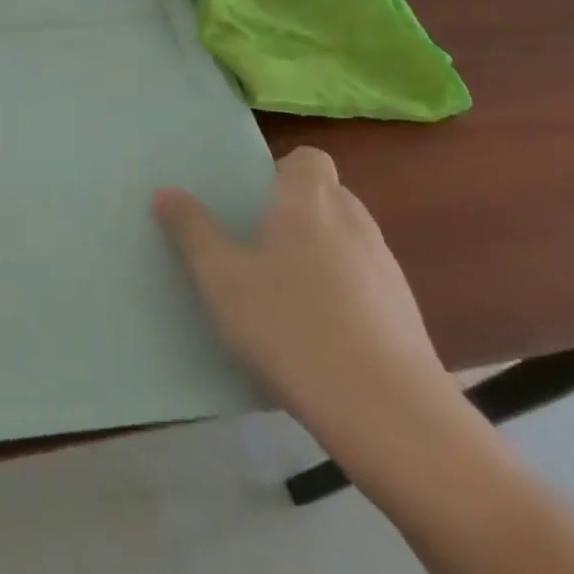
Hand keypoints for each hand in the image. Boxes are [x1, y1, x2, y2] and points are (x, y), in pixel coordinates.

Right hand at [154, 146, 456, 453]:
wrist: (390, 414)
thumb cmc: (292, 326)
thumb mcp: (222, 279)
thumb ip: (193, 231)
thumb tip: (167, 192)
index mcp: (310, 201)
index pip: (309, 159)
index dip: (281, 172)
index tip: (252, 202)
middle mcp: (354, 222)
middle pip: (327, 197)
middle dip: (295, 213)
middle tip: (256, 246)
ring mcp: (387, 269)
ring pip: (347, 242)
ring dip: (320, 255)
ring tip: (283, 295)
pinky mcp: (406, 315)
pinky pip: (366, 284)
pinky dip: (343, 295)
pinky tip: (318, 337)